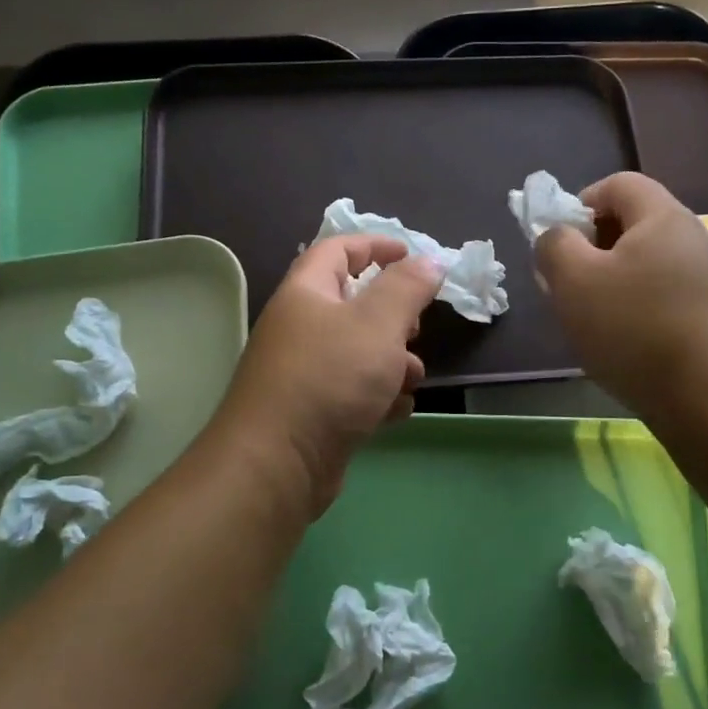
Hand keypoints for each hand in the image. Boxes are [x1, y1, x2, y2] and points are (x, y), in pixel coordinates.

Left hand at [215, 235, 442, 516]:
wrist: (277, 463)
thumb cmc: (329, 379)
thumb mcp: (377, 323)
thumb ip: (407, 288)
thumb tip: (430, 261)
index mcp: (307, 293)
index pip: (337, 250)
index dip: (375, 245)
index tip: (412, 254)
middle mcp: (300, 327)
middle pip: (353, 304)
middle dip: (393, 315)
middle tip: (415, 328)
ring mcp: (304, 372)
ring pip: (359, 353)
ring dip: (393, 362)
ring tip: (411, 379)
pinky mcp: (313, 411)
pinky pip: (353, 392)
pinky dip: (378, 397)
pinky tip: (395, 413)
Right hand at [534, 172, 707, 422]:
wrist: (707, 397)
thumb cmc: (634, 328)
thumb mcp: (573, 280)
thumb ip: (554, 245)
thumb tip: (556, 236)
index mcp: (661, 216)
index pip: (618, 184)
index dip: (581, 203)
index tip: (560, 244)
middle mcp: (691, 237)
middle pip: (631, 223)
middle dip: (591, 248)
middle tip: (567, 284)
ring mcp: (706, 277)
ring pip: (643, 263)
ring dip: (609, 282)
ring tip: (588, 318)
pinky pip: (660, 293)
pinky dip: (634, 306)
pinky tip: (621, 340)